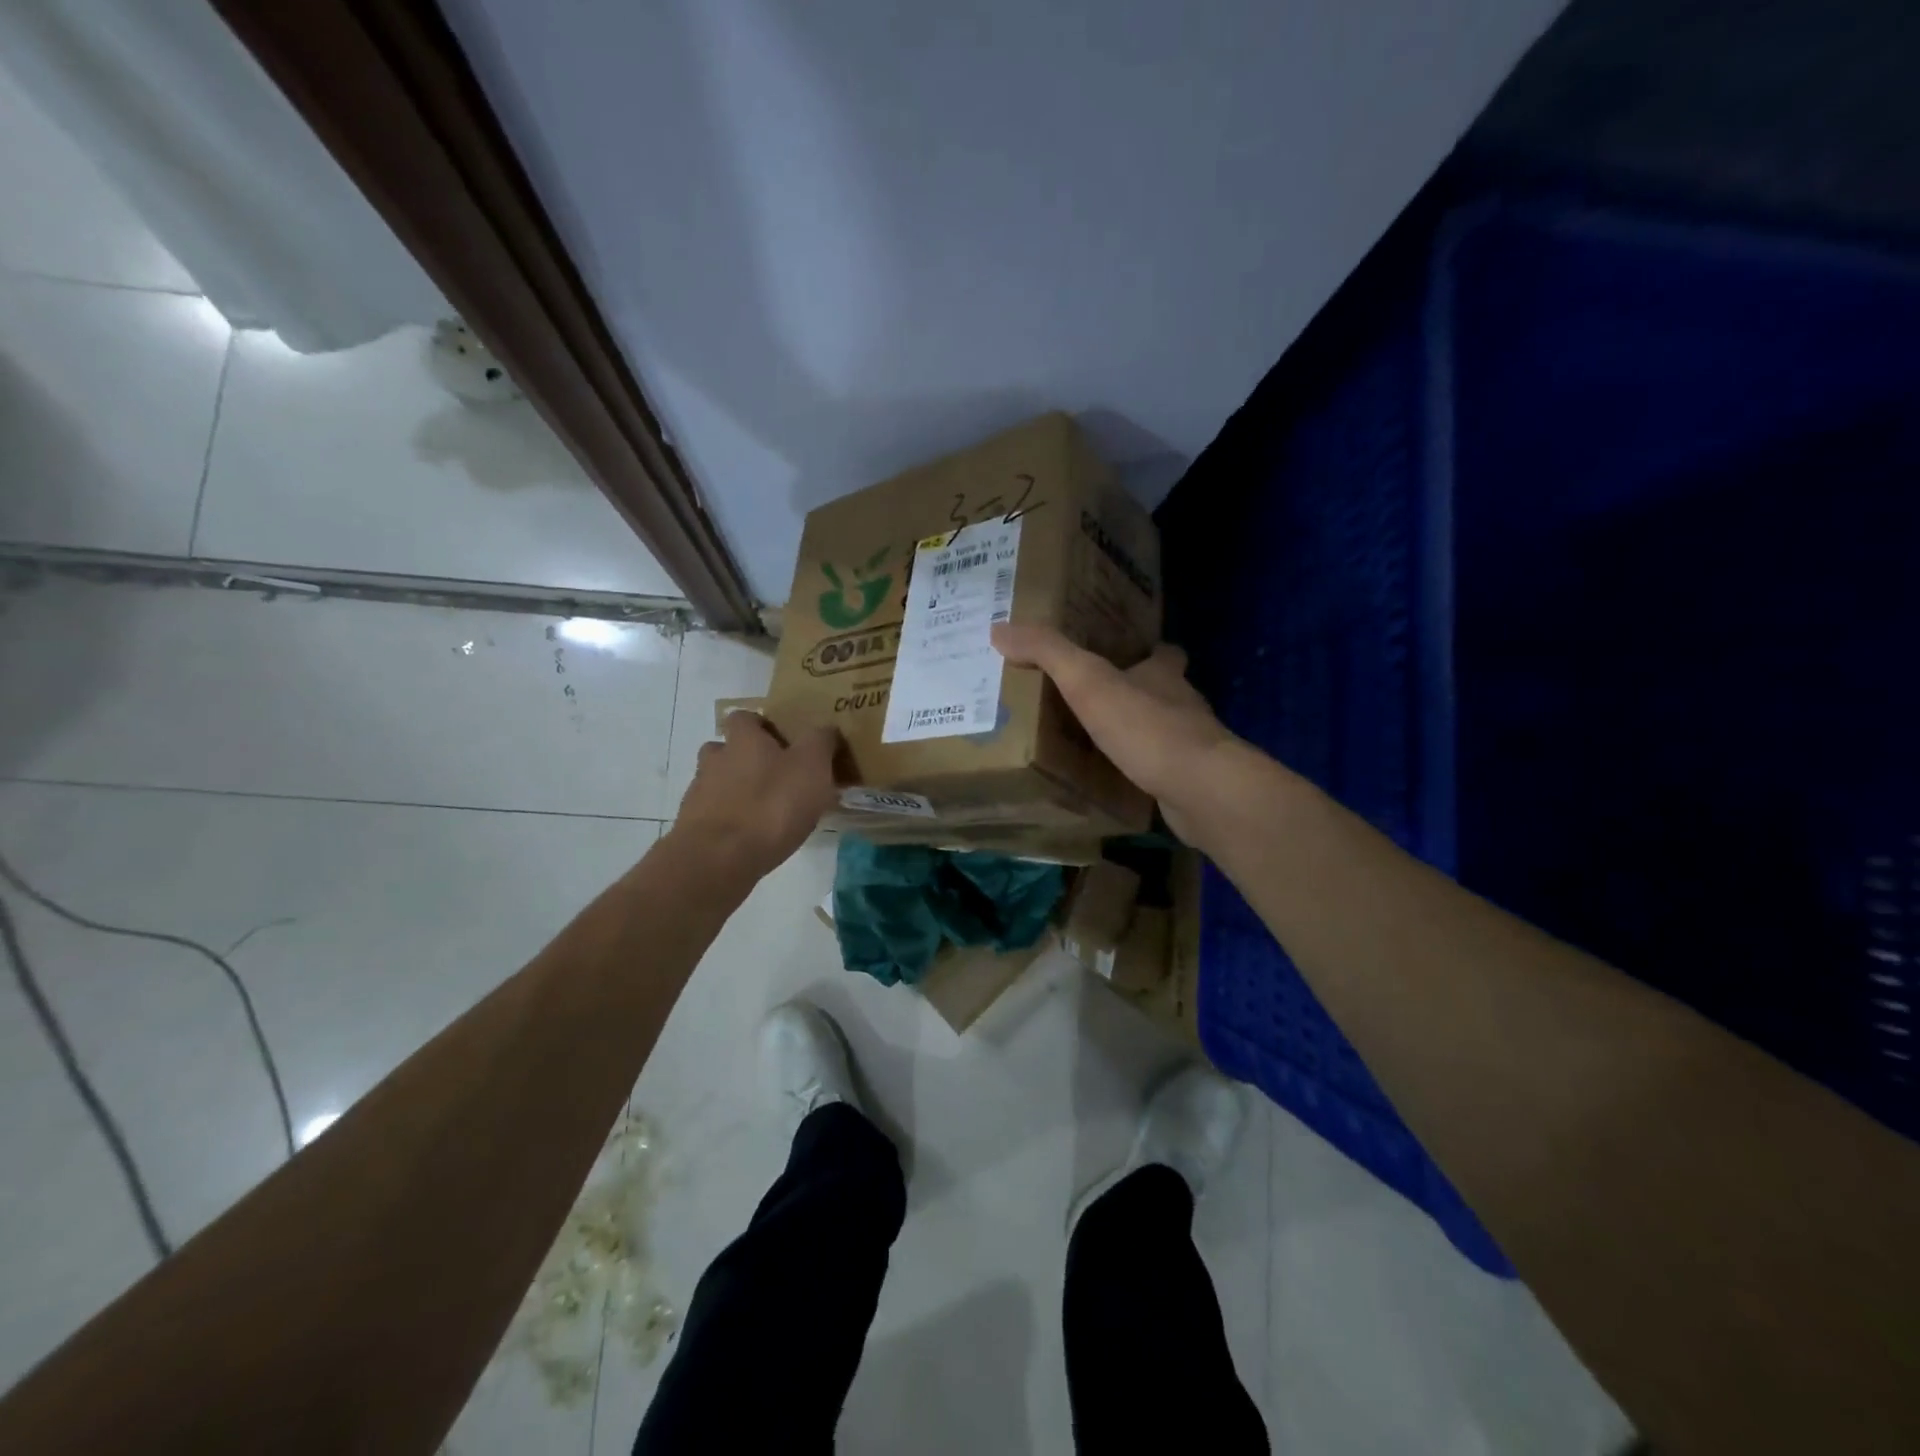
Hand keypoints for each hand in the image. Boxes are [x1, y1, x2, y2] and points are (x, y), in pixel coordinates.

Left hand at [671, 712, 839, 883]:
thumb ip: (821, 741)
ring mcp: (700, 795)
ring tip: (766, 811)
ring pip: (718, 783)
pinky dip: (731, 821)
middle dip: (746, 760)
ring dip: (737, 792)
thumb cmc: (772, 804)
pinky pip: (714, 816)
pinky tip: (752, 838)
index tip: (782, 741)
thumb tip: (826, 729)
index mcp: (743, 739)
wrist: (719, 858)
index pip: (744, 717)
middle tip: (776, 777)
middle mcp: (716, 760)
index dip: (761, 726)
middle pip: (725, 750)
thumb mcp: (812, 766)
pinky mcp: (694, 828)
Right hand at [992, 623, 1234, 844]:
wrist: (1201, 790)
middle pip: (1164, 692)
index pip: (1163, 653)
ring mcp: (1191, 747)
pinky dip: (1142, 772)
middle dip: (1137, 694)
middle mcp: (1183, 706)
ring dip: (1138, 734)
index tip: (1125, 654)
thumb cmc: (1147, 727)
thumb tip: (1000, 629)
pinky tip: (1117, 782)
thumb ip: (1048, 653)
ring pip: (1163, 733)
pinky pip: (1161, 771)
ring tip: (1099, 743)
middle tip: (1098, 701)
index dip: (1149, 651)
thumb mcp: (1088, 682)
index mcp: (1164, 675)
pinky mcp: (1190, 782)